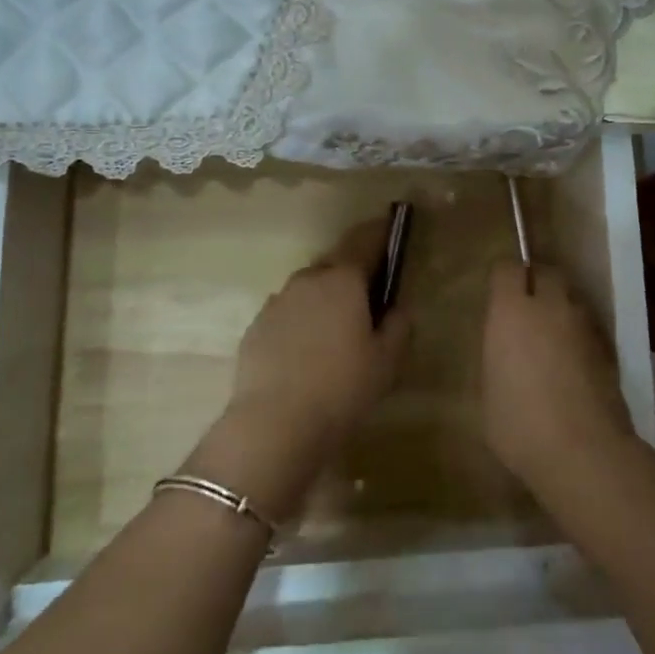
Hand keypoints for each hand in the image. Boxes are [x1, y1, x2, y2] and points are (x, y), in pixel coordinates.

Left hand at [193, 220, 409, 518]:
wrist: (274, 425)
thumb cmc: (342, 388)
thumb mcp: (387, 361)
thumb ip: (398, 325)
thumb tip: (396, 306)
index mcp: (343, 280)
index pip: (365, 241)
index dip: (380, 233)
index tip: (391, 228)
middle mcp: (307, 280)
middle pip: (335, 265)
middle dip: (352, 274)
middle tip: (368, 299)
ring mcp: (276, 302)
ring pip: (309, 290)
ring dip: (325, 300)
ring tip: (336, 334)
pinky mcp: (255, 328)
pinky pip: (288, 315)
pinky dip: (301, 323)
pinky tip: (307, 354)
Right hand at [481, 261, 633, 493]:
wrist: (584, 452)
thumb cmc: (520, 424)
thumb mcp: (488, 391)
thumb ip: (496, 356)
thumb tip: (504, 347)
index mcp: (512, 311)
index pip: (508, 269)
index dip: (503, 278)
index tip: (498, 295)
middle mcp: (550, 307)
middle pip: (547, 273)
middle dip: (536, 282)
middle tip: (525, 308)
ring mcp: (584, 326)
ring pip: (571, 299)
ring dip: (560, 308)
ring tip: (550, 338)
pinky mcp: (608, 349)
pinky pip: (588, 327)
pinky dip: (578, 335)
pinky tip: (571, 364)